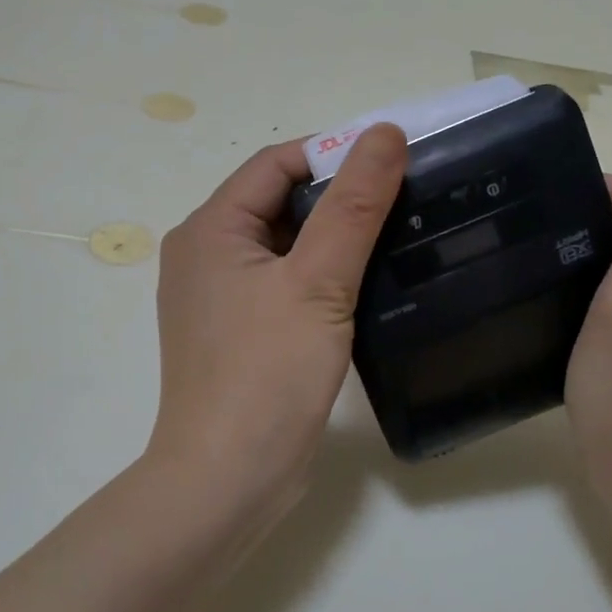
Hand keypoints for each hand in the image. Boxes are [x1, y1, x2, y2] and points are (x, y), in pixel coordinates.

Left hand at [147, 125, 407, 520]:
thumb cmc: (267, 373)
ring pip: (285, 247)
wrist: (228, 479)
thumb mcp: (318, 282)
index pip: (276, 164)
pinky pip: (284, 286)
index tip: (393, 163)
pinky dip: (322, 278)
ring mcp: (220, 300)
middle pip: (279, 203)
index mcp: (210, 230)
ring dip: (334, 240)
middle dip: (339, 198)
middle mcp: (206, 256)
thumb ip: (353, 206)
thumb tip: (383, 133)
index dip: (334, 154)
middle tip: (405, 201)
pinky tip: (366, 287)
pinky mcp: (240, 335)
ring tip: (397, 238)